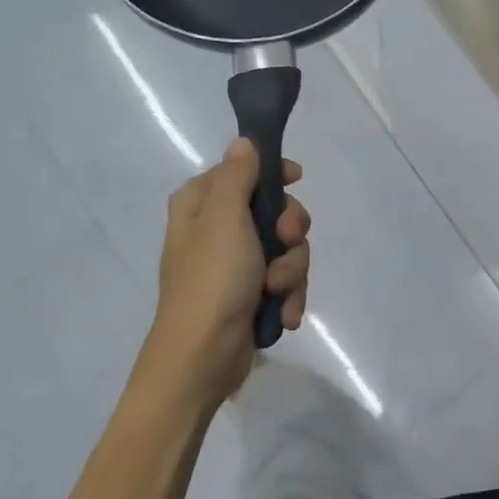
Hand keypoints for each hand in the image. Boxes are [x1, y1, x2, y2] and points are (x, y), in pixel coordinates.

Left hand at [146, 139, 310, 402]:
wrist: (203, 356)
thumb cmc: (212, 280)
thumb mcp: (225, 218)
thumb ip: (238, 176)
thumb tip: (244, 142)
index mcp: (201, 206)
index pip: (242, 171)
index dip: (273, 173)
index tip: (297, 179)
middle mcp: (217, 231)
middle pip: (274, 211)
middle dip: (290, 232)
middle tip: (288, 241)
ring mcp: (236, 266)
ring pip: (287, 250)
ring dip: (291, 271)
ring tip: (277, 292)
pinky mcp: (251, 295)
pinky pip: (285, 282)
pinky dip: (288, 296)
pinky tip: (285, 313)